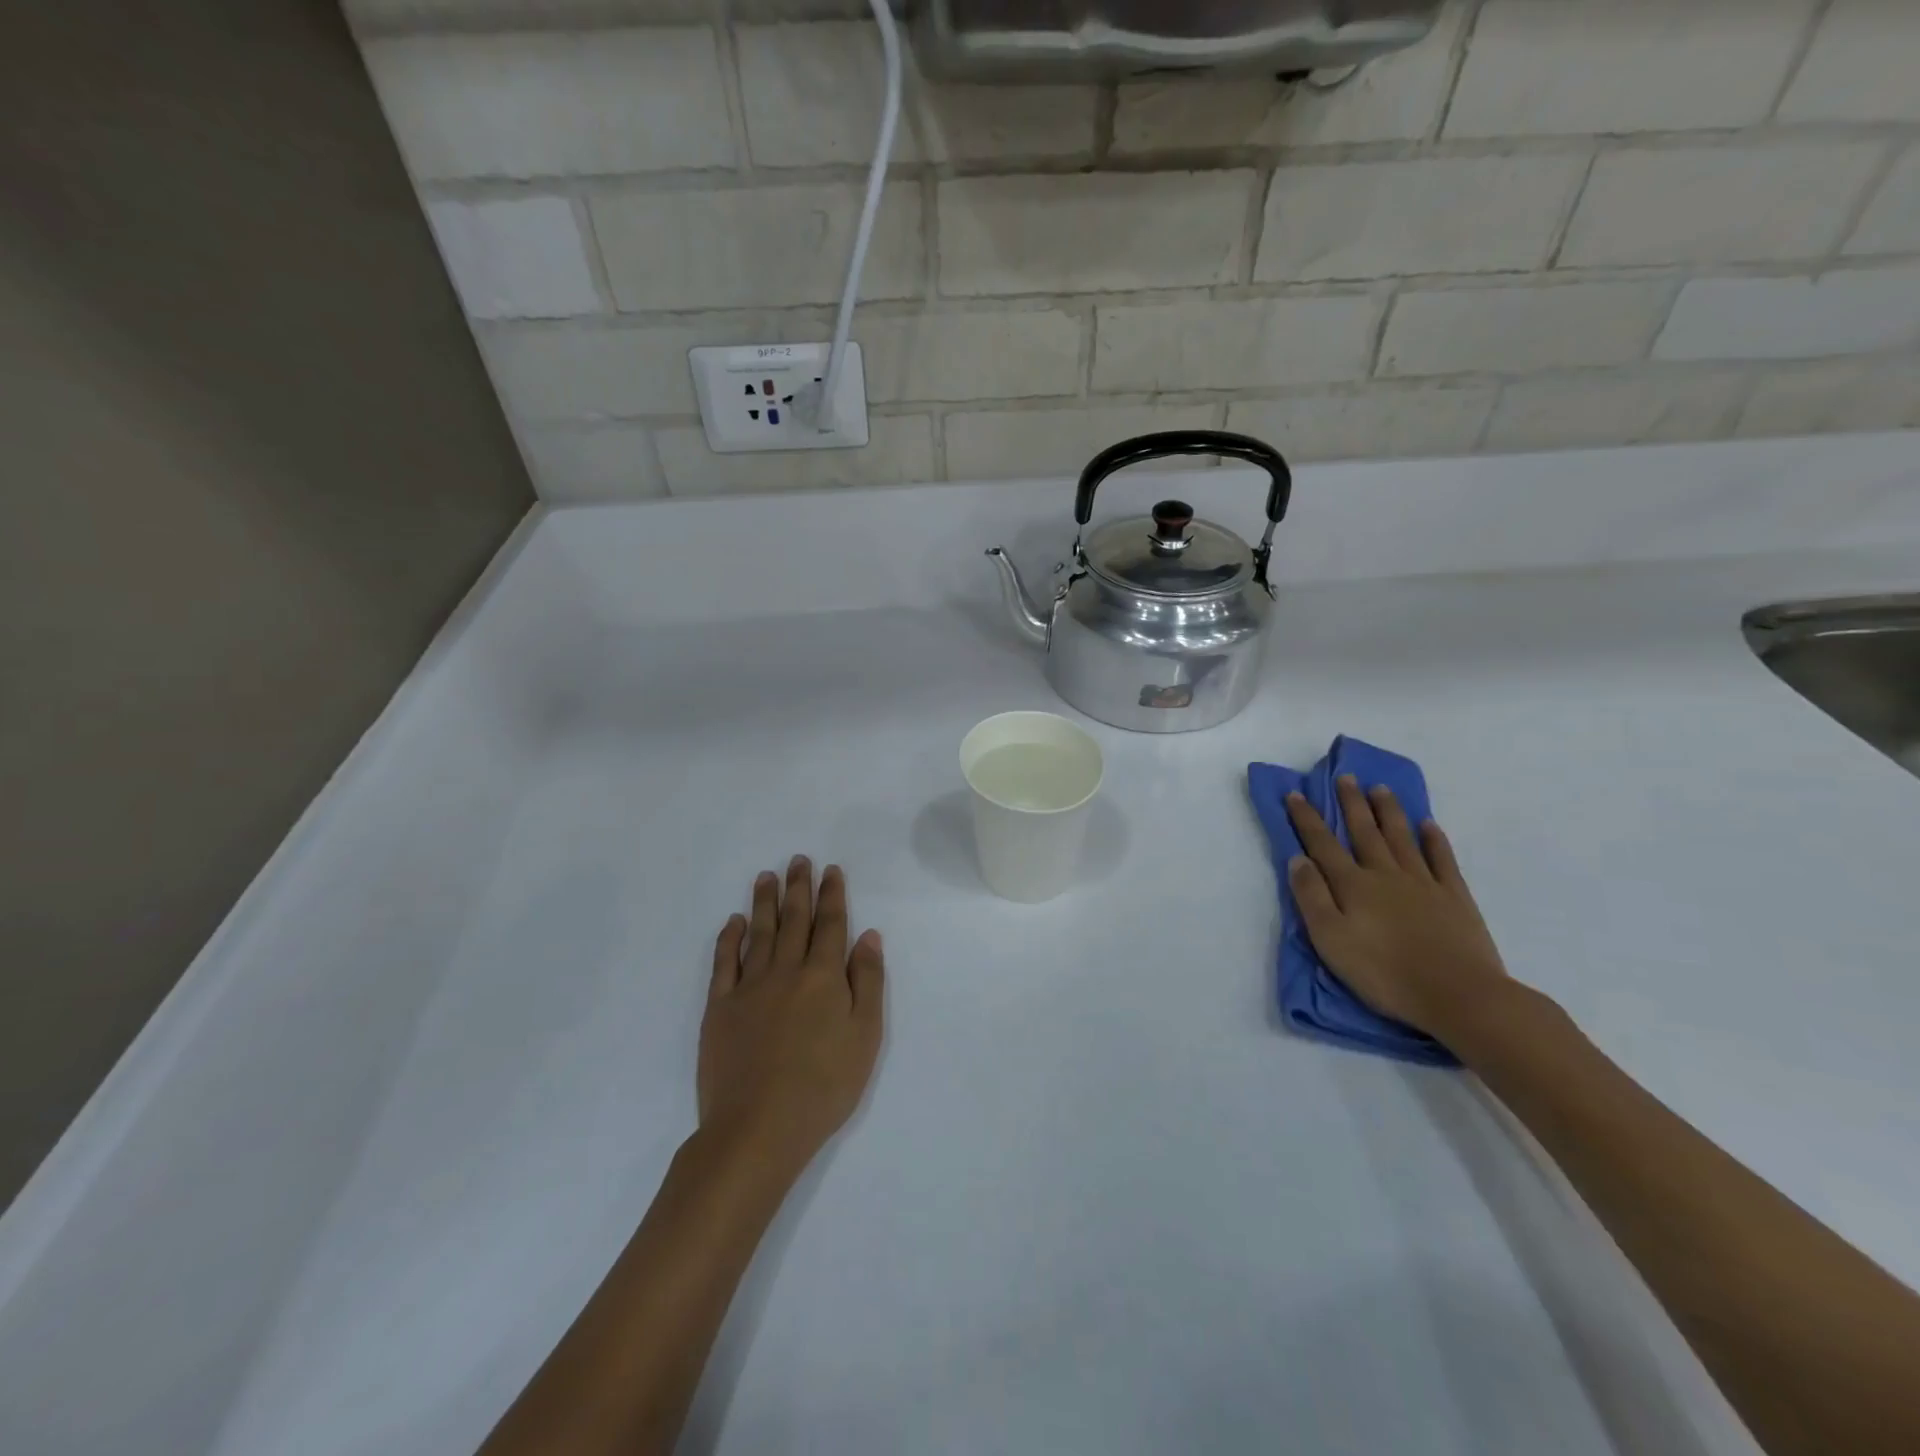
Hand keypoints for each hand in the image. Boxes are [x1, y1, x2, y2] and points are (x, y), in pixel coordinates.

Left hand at [698, 858, 884, 1179]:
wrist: (757, 1128)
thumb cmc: (824, 1086)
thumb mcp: (865, 1037)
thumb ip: (868, 982)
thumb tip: (868, 936)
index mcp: (824, 977)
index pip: (831, 925)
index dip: (832, 895)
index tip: (831, 870)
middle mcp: (786, 971)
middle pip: (794, 919)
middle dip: (799, 887)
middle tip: (798, 860)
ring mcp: (749, 987)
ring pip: (759, 932)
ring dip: (764, 901)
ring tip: (766, 876)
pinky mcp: (720, 1007)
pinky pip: (724, 962)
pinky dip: (729, 938)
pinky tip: (734, 922)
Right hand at [1285, 777, 1508, 1042]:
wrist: (1459, 995)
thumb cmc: (1384, 972)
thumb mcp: (1330, 939)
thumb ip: (1312, 897)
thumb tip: (1298, 859)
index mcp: (1352, 885)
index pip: (1322, 844)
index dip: (1307, 818)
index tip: (1295, 794)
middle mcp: (1385, 874)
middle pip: (1364, 832)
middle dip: (1351, 803)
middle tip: (1345, 777)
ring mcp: (1423, 883)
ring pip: (1401, 838)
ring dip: (1388, 812)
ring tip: (1380, 789)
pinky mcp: (1454, 897)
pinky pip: (1442, 859)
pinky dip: (1433, 840)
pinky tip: (1429, 826)